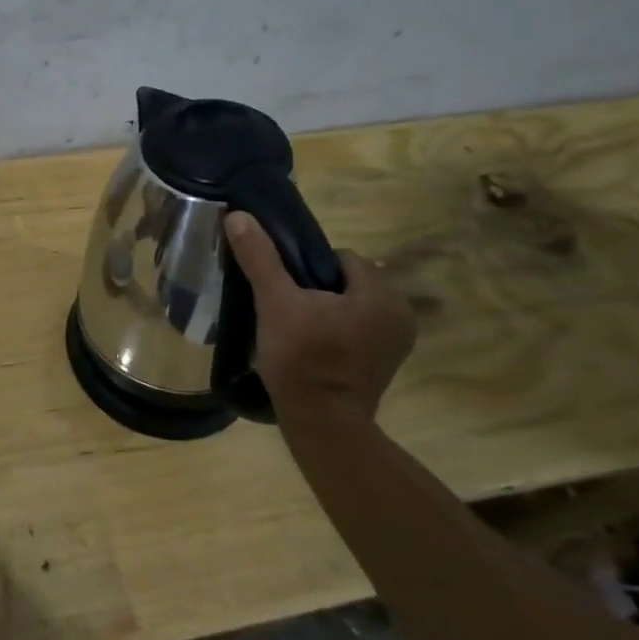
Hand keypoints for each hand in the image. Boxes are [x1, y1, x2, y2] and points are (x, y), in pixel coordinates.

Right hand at [223, 212, 415, 419]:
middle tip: (286, 308)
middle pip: (349, 281)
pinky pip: (359, 331)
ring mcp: (397, 342)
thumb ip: (260, 258)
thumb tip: (238, 216)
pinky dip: (337, 332)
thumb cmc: (302, 358)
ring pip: (353, 306)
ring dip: (327, 310)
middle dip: (318, 288)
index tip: (285, 288)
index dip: (308, 266)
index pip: (343, 258)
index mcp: (381, 293)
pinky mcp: (385, 364)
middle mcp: (400, 313)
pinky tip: (313, 347)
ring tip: (296, 327)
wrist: (321, 423)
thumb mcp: (275, 303)